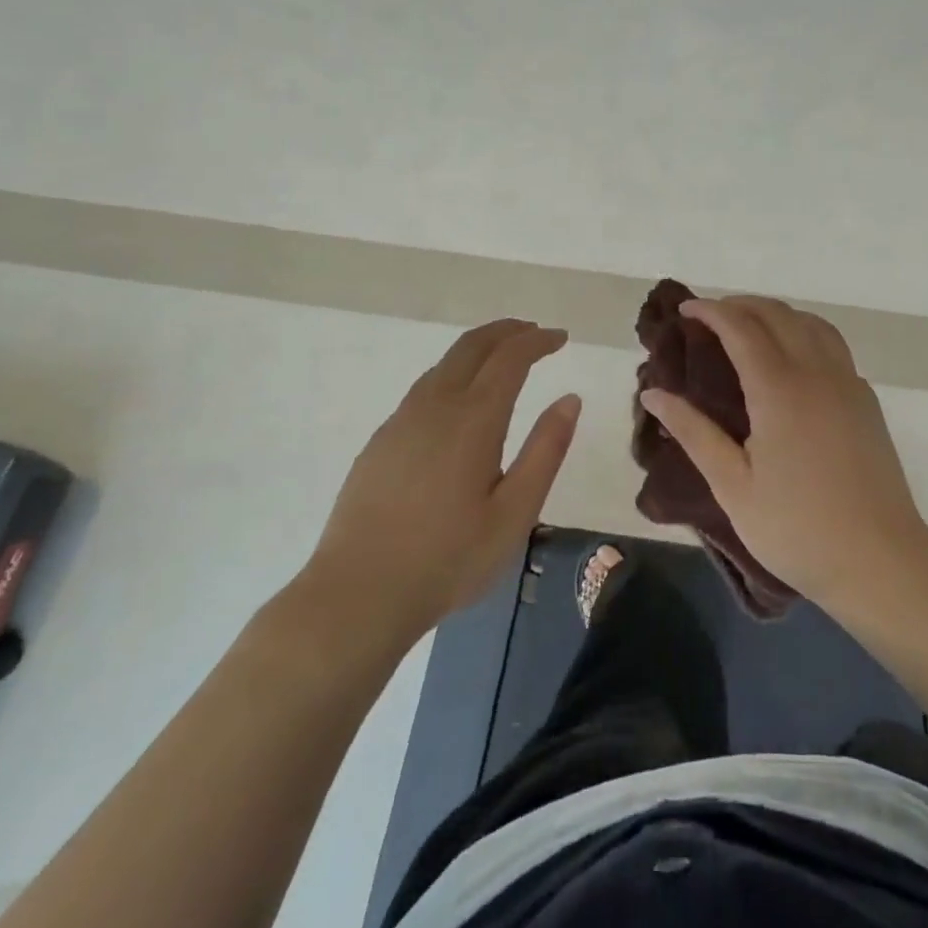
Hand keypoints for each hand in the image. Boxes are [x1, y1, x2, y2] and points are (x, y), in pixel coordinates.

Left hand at [296, 320, 579, 649]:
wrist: (356, 596)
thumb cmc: (448, 559)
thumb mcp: (515, 513)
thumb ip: (545, 450)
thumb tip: (570, 399)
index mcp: (473, 419)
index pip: (510, 357)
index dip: (538, 340)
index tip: (560, 337)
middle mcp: (435, 406)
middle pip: (472, 346)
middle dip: (507, 331)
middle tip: (534, 333)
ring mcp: (401, 421)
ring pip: (444, 364)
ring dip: (479, 349)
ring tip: (503, 359)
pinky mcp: (381, 441)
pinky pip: (424, 388)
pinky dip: (454, 374)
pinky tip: (460, 401)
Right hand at [640, 296, 927, 615]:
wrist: (880, 560)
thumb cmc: (797, 528)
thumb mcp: (733, 486)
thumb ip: (694, 432)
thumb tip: (653, 393)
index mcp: (779, 389)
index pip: (741, 327)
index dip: (711, 311)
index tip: (685, 309)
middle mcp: (817, 372)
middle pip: (778, 314)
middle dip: (740, 305)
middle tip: (709, 317)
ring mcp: (848, 382)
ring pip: (811, 323)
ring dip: (776, 314)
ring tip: (749, 328)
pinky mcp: (866, 400)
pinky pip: (833, 345)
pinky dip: (804, 332)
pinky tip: (792, 359)